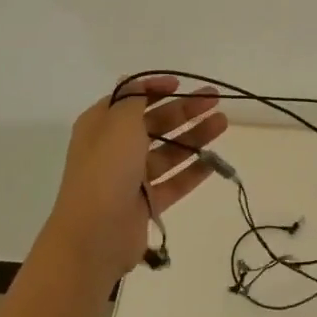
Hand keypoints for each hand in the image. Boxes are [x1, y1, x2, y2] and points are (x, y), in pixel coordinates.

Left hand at [40, 76, 226, 285]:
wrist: (94, 235)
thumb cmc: (106, 169)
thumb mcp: (119, 122)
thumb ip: (133, 99)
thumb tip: (134, 81)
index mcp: (102, 125)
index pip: (131, 99)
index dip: (155, 88)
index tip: (180, 84)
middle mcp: (114, 148)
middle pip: (155, 123)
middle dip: (184, 110)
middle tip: (215, 100)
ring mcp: (130, 178)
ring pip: (168, 152)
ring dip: (194, 136)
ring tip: (222, 123)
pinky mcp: (145, 203)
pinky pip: (173, 182)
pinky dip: (193, 171)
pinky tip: (214, 160)